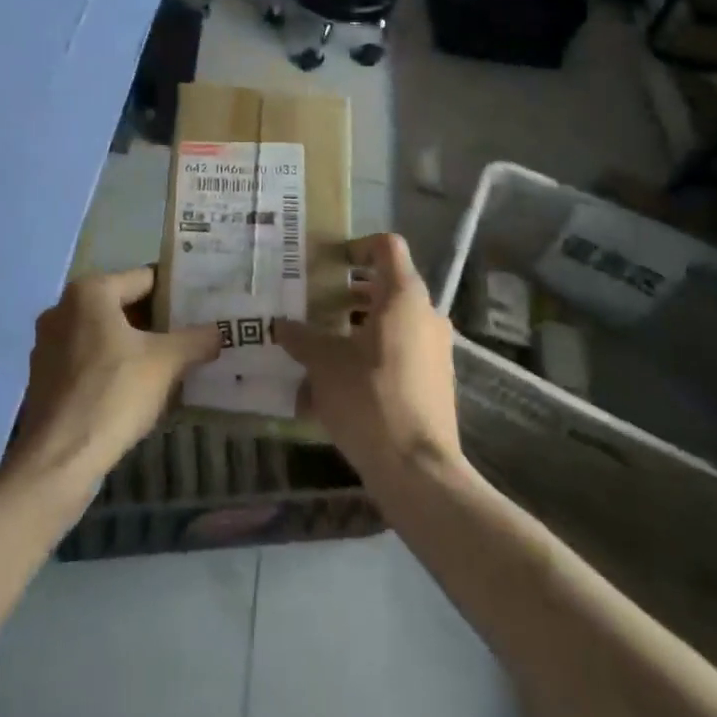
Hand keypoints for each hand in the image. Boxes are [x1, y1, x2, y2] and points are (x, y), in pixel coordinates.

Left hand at [11, 267, 221, 487]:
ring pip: (105, 335)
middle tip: (193, 335)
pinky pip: (88, 360)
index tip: (202, 306)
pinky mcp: (43, 378)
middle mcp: (63, 308)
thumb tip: (218, 332)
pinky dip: (113, 367)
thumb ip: (196, 340)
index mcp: (89, 292)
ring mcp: (48, 344)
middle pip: (123, 305)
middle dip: (158, 321)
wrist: (57, 460)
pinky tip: (137, 390)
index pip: (146, 278)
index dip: (177, 292)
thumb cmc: (113, 394)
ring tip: (171, 363)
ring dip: (135, 346)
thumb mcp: (166, 362)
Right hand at [273, 233, 463, 484]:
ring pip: (393, 321)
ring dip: (358, 326)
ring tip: (321, 346)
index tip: (329, 263)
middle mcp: (426, 314)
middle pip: (387, 286)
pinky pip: (401, 352)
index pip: (387, 246)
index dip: (357, 246)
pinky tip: (340, 383)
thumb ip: (301, 338)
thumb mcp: (323, 364)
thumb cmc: (369, 399)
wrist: (418, 470)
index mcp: (403, 296)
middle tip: (314, 305)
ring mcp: (436, 349)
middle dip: (349, 294)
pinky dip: (372, 354)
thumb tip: (280, 325)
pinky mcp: (436, 381)